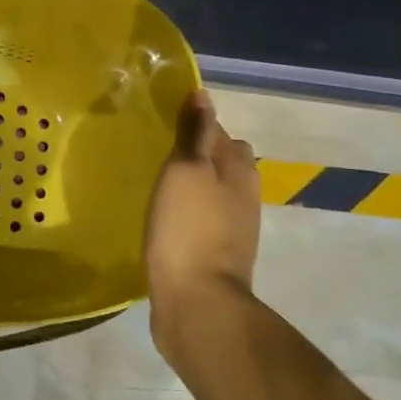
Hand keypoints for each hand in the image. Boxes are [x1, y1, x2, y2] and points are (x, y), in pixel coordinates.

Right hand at [145, 92, 262, 368]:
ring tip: (156, 184)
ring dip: (191, 184)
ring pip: (212, 190)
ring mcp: (233, 227)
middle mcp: (244, 194)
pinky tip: (164, 218)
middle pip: (220, 160)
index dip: (192, 124)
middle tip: (157, 154)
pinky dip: (187, 212)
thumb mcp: (186, 171)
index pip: (218, 131)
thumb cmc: (188, 230)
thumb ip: (195, 134)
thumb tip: (202, 96)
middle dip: (195, 153)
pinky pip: (202, 219)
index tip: (161, 124)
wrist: (197, 303)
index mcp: (239, 169)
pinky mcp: (217, 253)